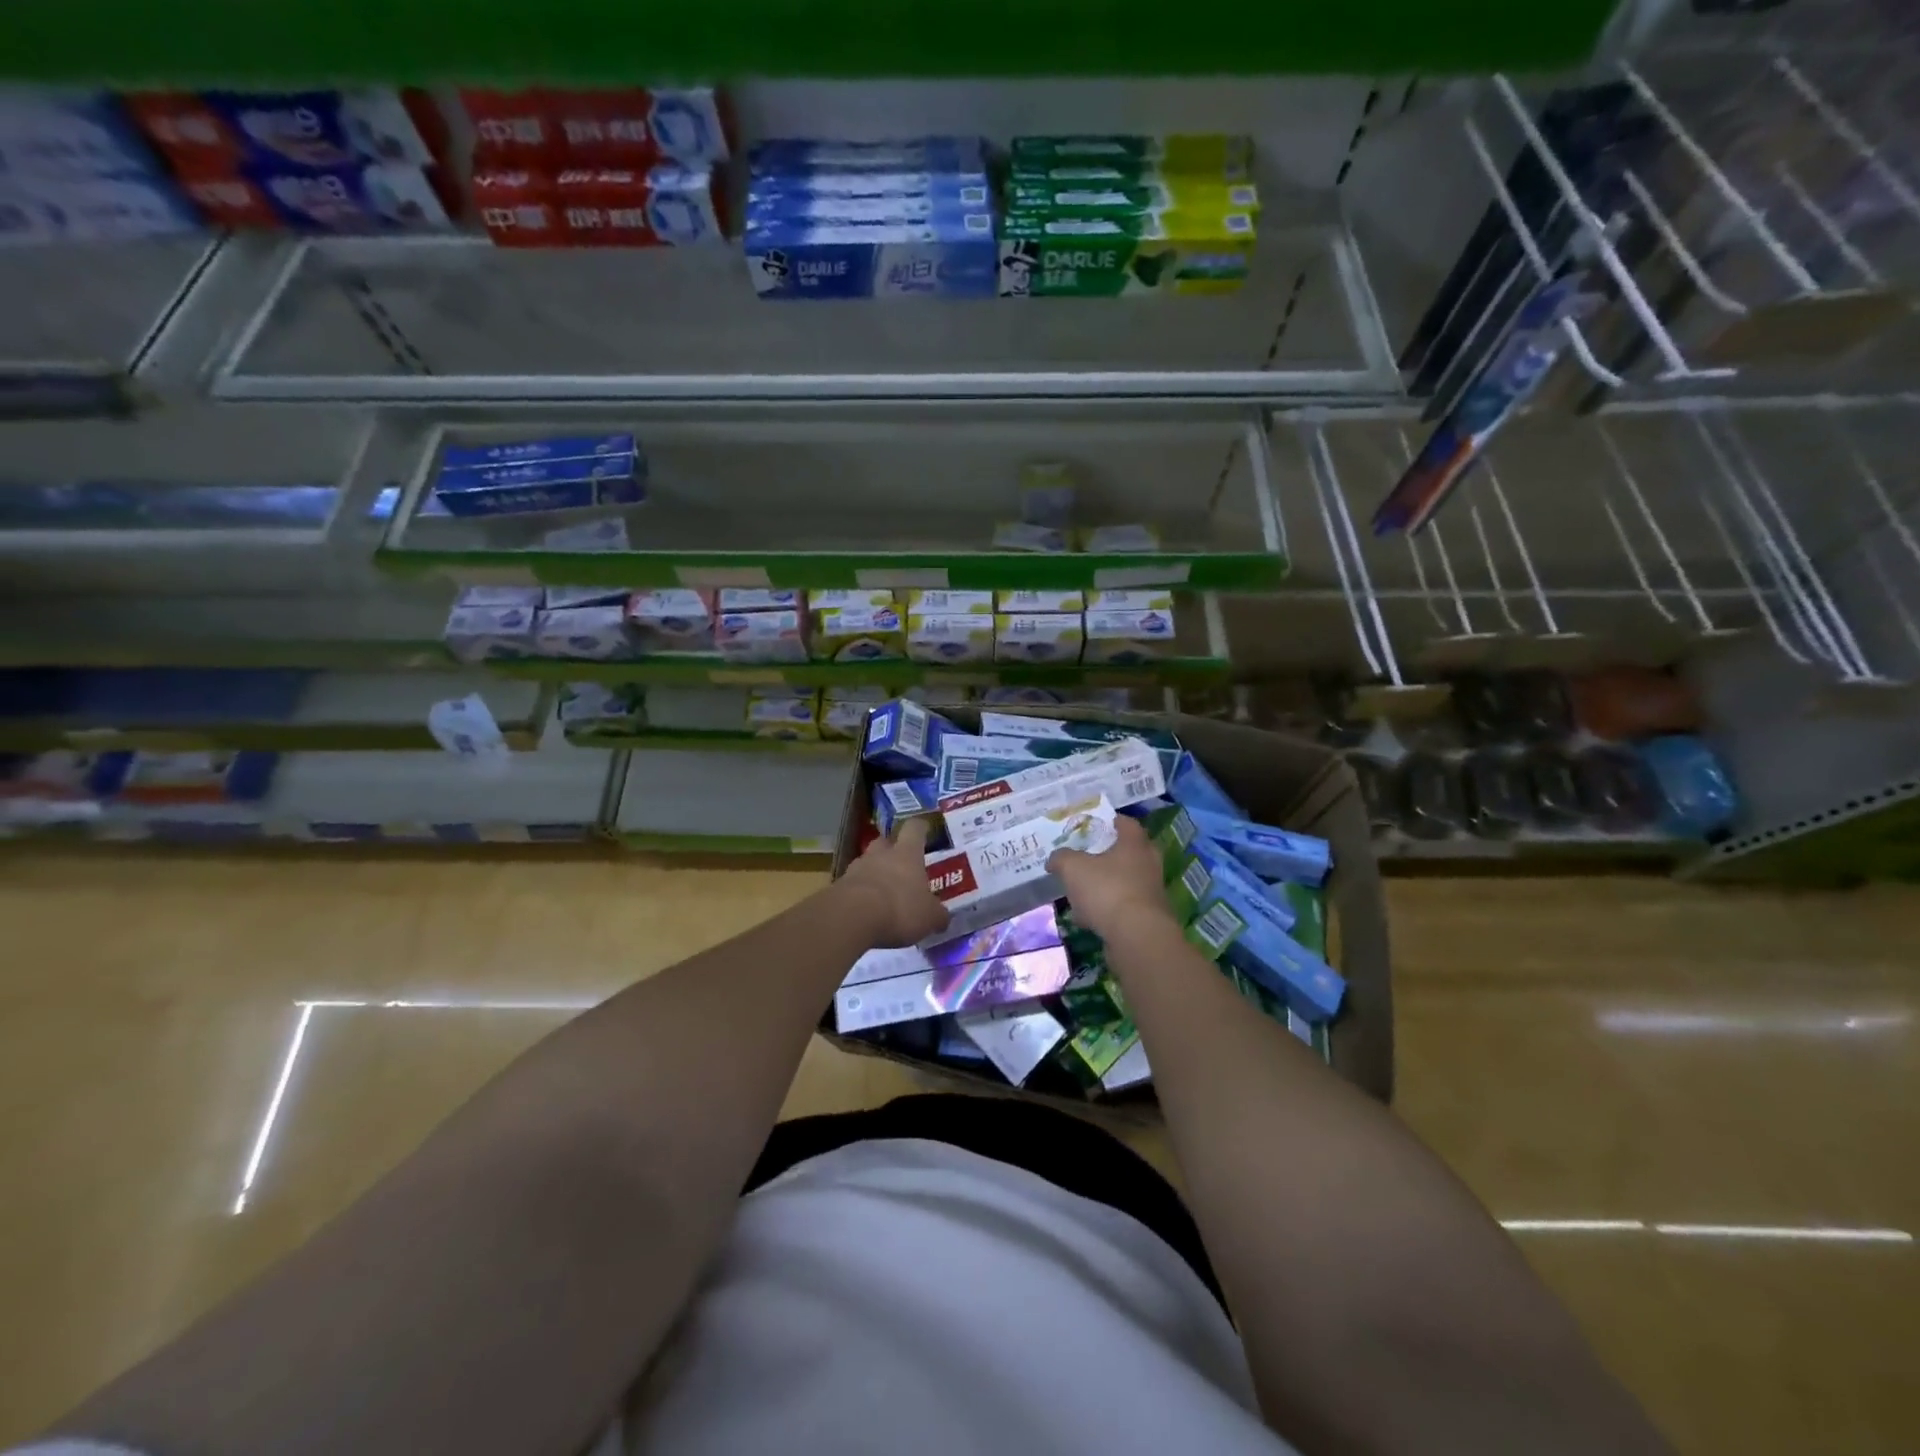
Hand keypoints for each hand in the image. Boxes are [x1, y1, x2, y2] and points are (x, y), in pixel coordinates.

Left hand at [836, 817, 950, 948]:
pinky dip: (860, 893)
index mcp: (907, 853)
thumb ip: (938, 915)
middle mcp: (881, 854)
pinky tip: (866, 910)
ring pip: (867, 863)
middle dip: (893, 851)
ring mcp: (856, 868)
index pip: (915, 829)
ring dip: (875, 873)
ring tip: (884, 892)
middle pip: (885, 842)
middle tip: (902, 865)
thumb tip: (943, 917)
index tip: (925, 830)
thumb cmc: (899, 908)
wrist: (851, 918)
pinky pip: (853, 884)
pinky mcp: (839, 886)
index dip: (921, 828)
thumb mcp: (929, 917)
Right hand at [1048, 815, 1177, 942]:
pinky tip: (1087, 919)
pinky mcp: (1148, 918)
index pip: (1127, 823)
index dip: (1111, 821)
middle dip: (1108, 855)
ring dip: (1105, 885)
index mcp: (1134, 845)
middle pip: (1128, 853)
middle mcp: (1148, 864)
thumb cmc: (1107, 890)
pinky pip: (1123, 907)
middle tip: (1087, 857)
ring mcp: (1151, 892)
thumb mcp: (1073, 868)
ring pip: (1124, 882)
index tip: (1095, 824)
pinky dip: (1107, 910)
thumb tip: (1055, 859)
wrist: (1137, 937)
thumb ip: (1061, 858)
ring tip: (1081, 892)